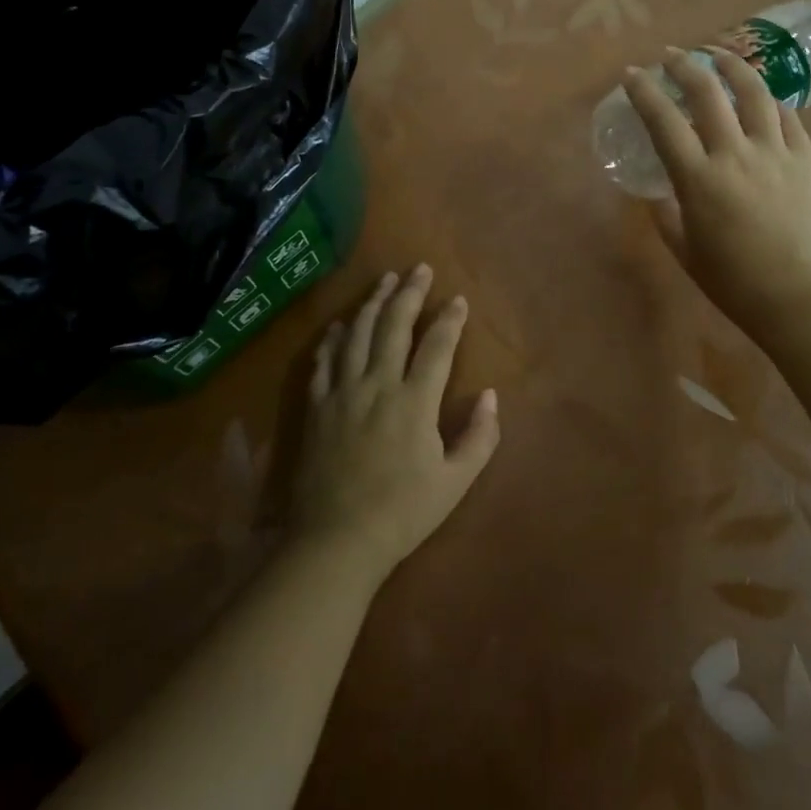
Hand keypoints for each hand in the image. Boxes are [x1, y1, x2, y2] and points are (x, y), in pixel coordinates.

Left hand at [288, 266, 500, 583]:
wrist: (336, 541)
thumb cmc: (402, 513)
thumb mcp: (455, 482)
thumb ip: (479, 437)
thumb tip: (491, 396)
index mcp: (415, 401)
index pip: (437, 346)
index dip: (450, 319)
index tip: (458, 298)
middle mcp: (378, 385)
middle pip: (395, 326)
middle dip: (410, 293)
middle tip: (419, 268)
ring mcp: (343, 392)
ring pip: (358, 334)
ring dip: (373, 303)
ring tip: (384, 280)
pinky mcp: (318, 406)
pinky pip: (325, 361)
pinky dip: (334, 338)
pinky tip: (340, 324)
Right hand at [623, 47, 810, 347]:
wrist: (798, 297)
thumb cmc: (732, 281)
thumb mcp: (685, 250)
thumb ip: (667, 216)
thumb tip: (661, 195)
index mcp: (698, 179)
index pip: (664, 121)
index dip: (644, 92)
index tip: (632, 74)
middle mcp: (735, 154)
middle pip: (708, 93)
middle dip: (685, 66)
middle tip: (671, 55)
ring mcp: (775, 153)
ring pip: (754, 93)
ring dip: (733, 67)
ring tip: (719, 55)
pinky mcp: (805, 160)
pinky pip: (788, 117)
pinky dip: (771, 100)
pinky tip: (763, 97)